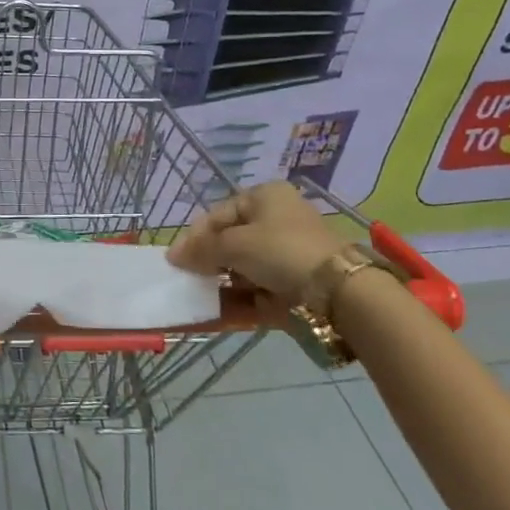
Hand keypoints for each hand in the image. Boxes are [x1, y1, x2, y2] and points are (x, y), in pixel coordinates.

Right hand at [166, 181, 343, 299]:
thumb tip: (172, 256)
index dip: (193, 236)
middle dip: (207, 262)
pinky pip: (256, 289)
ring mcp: (285, 253)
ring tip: (200, 298)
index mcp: (263, 197)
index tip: (175, 260)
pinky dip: (237, 300)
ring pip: (241, 268)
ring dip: (220, 283)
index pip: (217, 214)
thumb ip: (200, 250)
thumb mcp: (233, 244)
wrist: (337, 290)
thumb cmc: (279, 251)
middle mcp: (275, 220)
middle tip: (187, 279)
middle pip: (229, 241)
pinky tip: (217, 312)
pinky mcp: (292, 283)